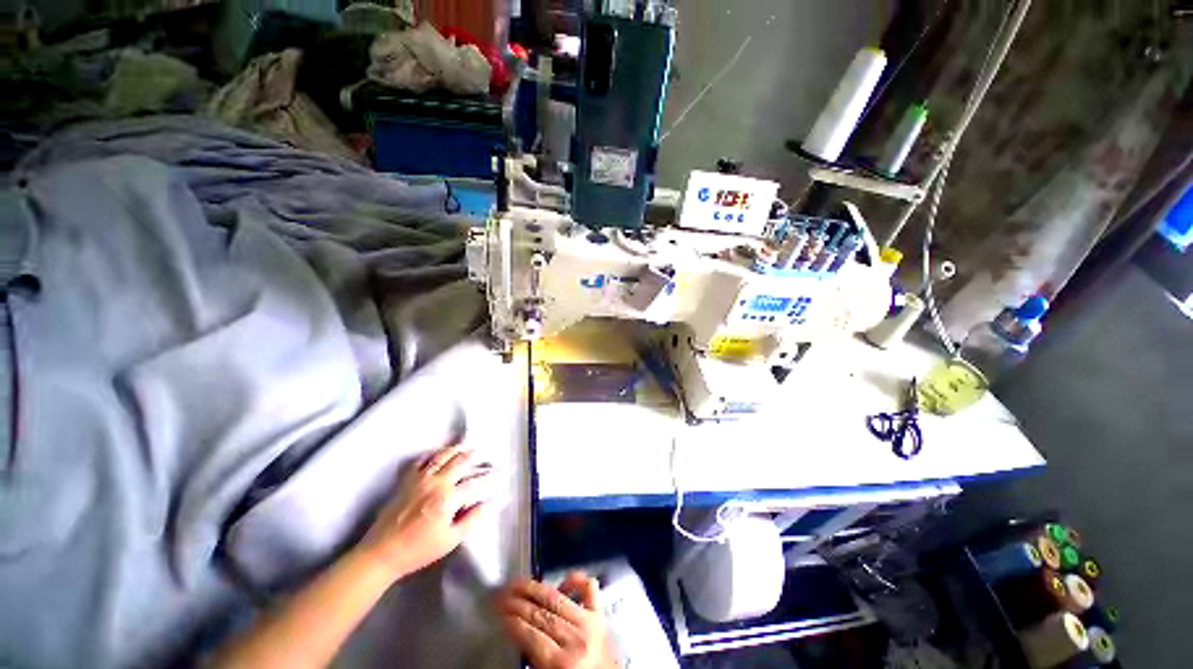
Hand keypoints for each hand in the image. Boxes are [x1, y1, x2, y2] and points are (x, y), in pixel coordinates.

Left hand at [360, 443, 493, 580]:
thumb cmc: (419, 550)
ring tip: (464, 444)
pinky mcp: (406, 481)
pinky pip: (420, 461)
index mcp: (448, 499)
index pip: (474, 482)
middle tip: (482, 452)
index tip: (499, 474)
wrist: (381, 554)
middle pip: (459, 462)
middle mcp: (436, 483)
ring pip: (441, 456)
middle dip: (473, 456)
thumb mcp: (451, 540)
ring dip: (455, 449)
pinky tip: (437, 453)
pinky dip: (431, 454)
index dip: (489, 477)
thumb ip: (473, 519)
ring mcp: (419, 479)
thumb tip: (492, 503)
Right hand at [497, 573, 619, 668]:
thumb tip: (514, 637)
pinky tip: (562, 580)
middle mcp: (576, 639)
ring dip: (535, 588)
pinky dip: (576, 579)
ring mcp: (590, 623)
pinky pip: (589, 589)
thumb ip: (532, 661)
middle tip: (500, 594)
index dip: (510, 620)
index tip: (496, 611)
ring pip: (557, 598)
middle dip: (517, 602)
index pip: (529, 634)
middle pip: (540, 614)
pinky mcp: (601, 615)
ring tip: (518, 583)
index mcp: (561, 663)